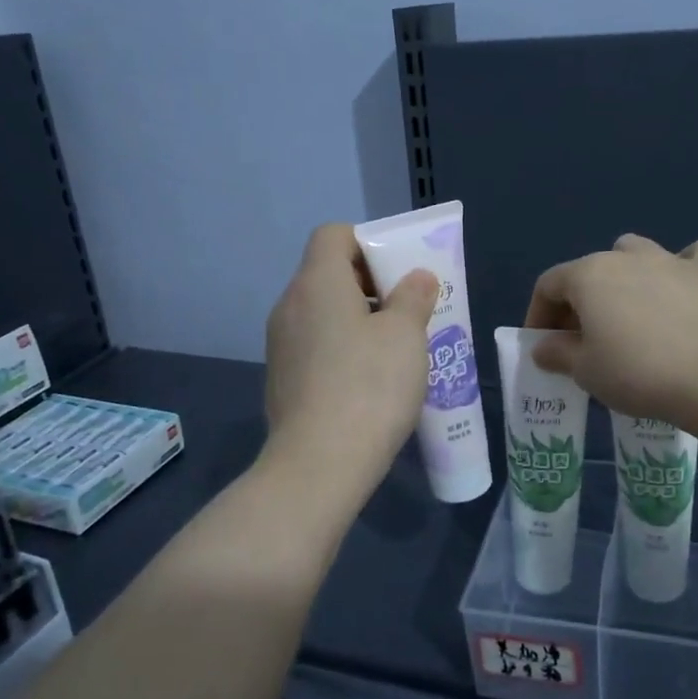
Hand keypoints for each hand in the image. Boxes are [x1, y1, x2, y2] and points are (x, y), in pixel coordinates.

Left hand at [262, 223, 437, 499]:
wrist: (319, 464)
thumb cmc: (369, 386)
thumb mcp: (406, 335)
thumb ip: (414, 297)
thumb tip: (417, 278)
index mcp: (317, 282)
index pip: (334, 234)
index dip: (369, 242)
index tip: (398, 272)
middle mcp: (290, 305)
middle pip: (328, 273)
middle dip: (370, 284)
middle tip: (406, 310)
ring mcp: (280, 344)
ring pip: (322, 313)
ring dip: (357, 319)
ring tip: (394, 348)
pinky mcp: (281, 379)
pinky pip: (315, 345)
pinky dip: (340, 349)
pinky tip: (368, 382)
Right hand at [524, 234, 697, 426]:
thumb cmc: (638, 372)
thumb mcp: (586, 372)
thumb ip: (559, 354)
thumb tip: (543, 347)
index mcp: (588, 275)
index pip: (549, 285)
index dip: (539, 314)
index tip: (543, 346)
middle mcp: (625, 256)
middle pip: (590, 270)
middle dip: (580, 301)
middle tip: (583, 339)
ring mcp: (670, 259)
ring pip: (636, 252)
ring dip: (625, 274)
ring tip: (629, 309)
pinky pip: (692, 258)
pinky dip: (683, 269)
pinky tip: (683, 290)